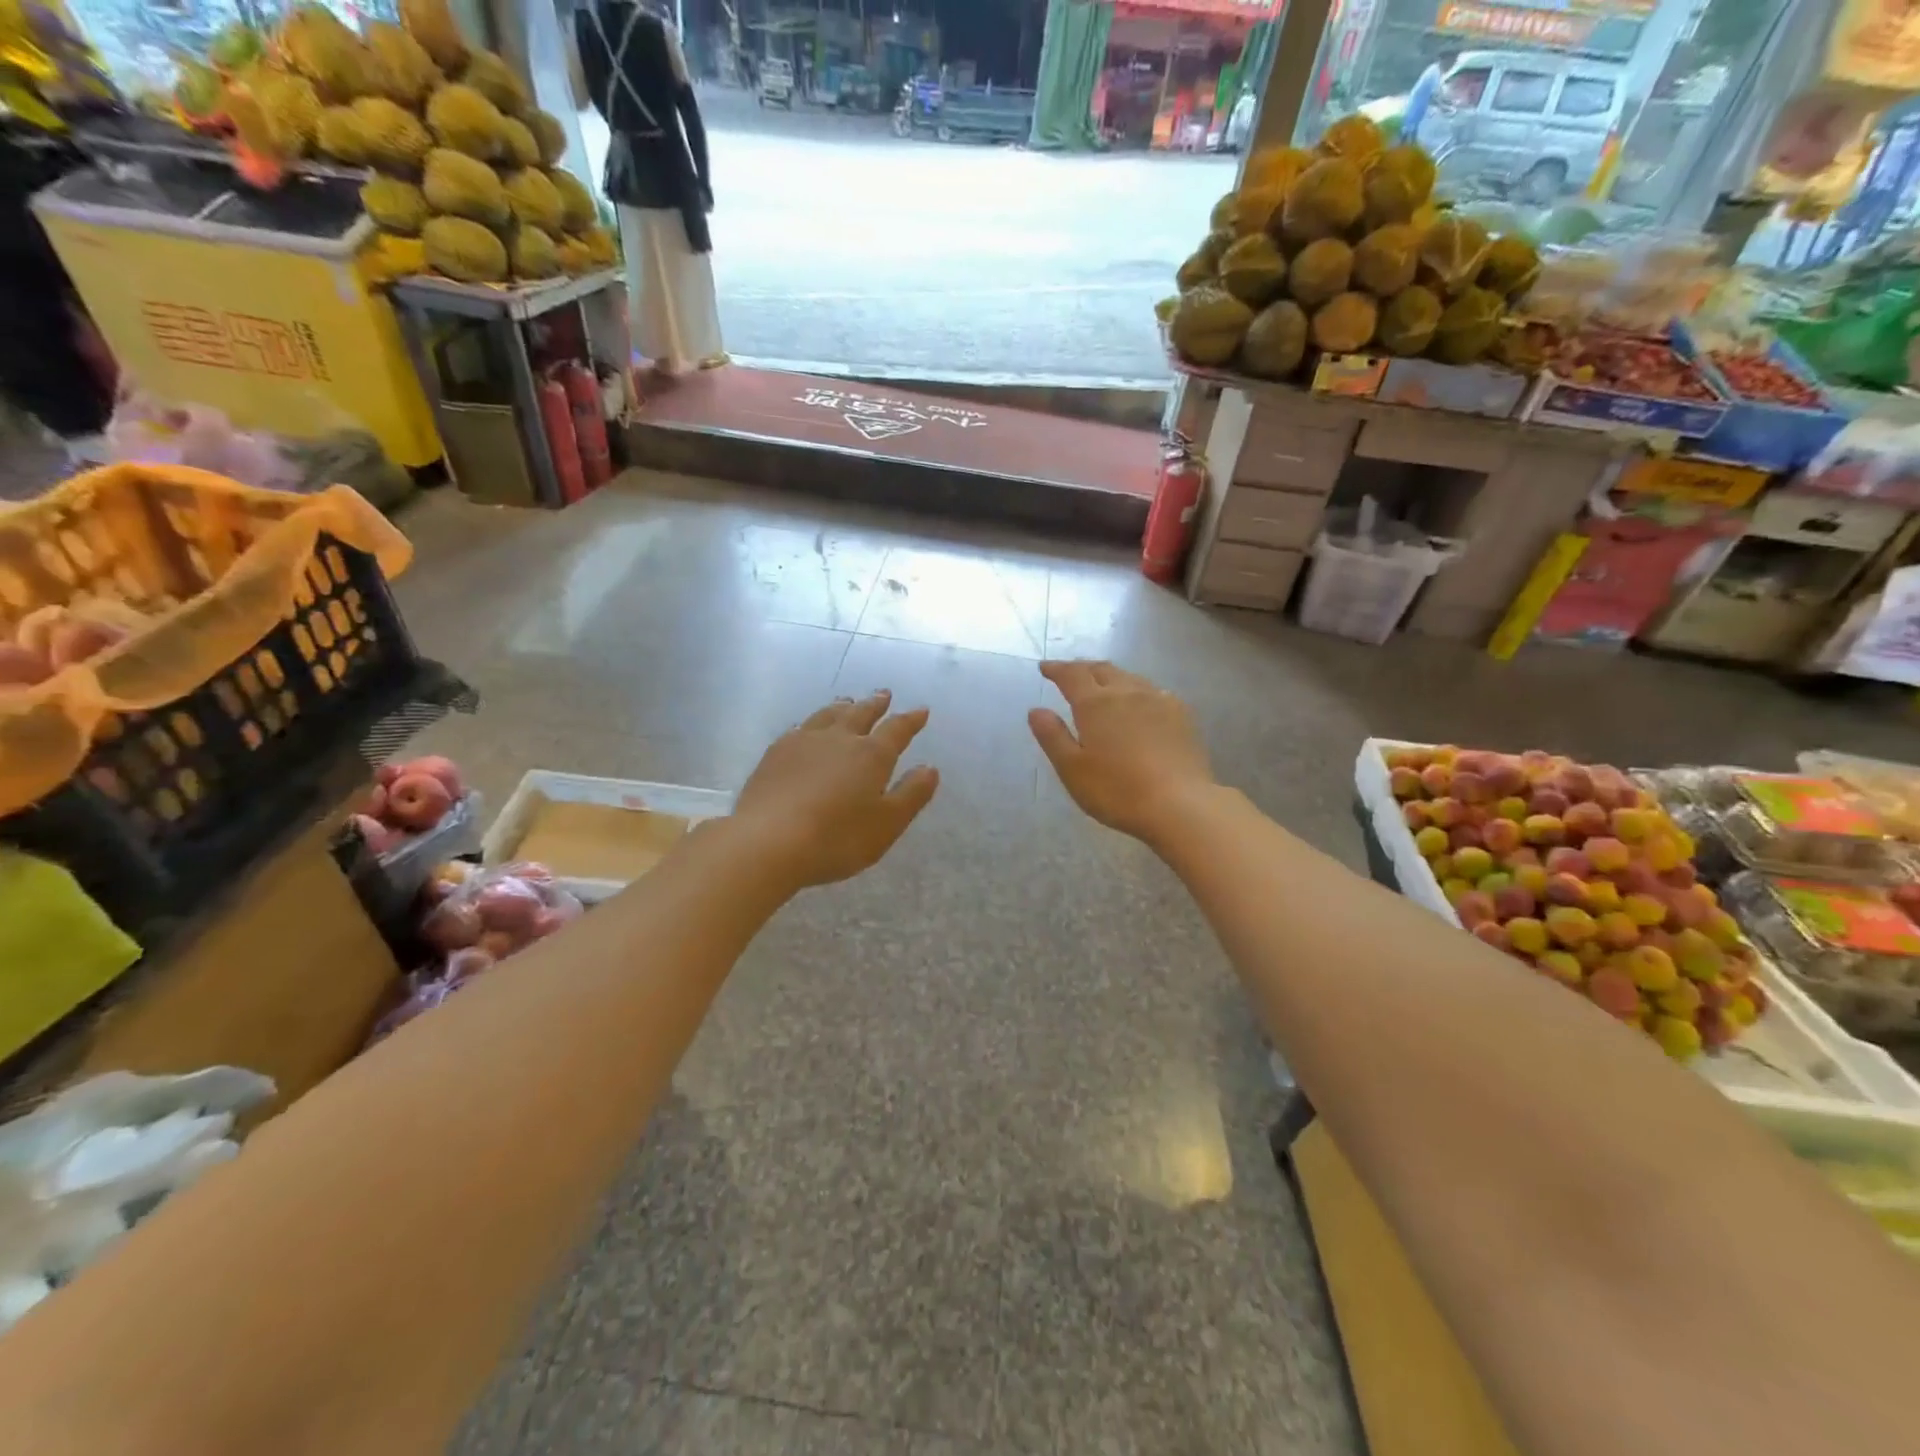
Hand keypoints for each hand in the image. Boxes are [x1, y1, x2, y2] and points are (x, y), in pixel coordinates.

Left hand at [732, 691, 938, 889]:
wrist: (769, 841)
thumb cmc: (837, 837)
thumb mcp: (888, 824)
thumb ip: (912, 794)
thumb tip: (930, 768)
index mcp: (871, 755)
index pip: (897, 730)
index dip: (911, 720)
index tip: (921, 710)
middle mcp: (839, 739)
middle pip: (860, 713)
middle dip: (875, 704)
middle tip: (884, 694)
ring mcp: (803, 742)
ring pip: (828, 715)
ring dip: (842, 706)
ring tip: (848, 701)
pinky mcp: (775, 753)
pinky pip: (799, 727)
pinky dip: (811, 722)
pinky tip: (806, 727)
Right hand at [1029, 661, 1214, 843]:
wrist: (1180, 804)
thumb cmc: (1117, 790)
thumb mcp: (1072, 769)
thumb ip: (1052, 736)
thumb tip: (1036, 710)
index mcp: (1096, 704)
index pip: (1071, 675)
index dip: (1056, 669)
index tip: (1045, 668)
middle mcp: (1127, 692)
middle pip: (1102, 670)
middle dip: (1083, 668)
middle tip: (1070, 673)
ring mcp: (1159, 700)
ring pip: (1129, 678)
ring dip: (1110, 677)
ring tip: (1102, 686)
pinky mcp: (1181, 714)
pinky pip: (1152, 691)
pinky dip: (1136, 691)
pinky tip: (1139, 704)